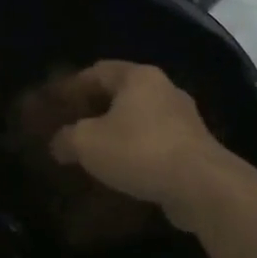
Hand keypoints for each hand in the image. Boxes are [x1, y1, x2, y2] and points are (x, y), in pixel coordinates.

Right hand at [47, 61, 256, 216]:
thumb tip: (59, 143)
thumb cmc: (139, 150)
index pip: (97, 71)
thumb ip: (66, 138)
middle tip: (71, 127)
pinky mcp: (195, 147)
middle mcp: (164, 89)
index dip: (72, 86)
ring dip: (117, 132)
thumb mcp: (87, 143)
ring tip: (95, 151)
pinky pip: (155, 142)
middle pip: (120, 93)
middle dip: (94, 110)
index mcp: (138, 76)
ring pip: (139, 119)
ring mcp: (184, 118)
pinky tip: (122, 170)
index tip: (54, 104)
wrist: (202, 187)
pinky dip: (136, 152)